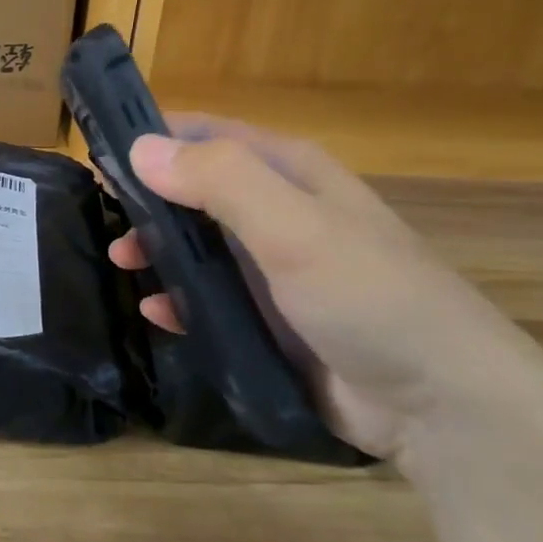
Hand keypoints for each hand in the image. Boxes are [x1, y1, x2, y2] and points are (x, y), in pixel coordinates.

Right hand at [110, 115, 542, 463]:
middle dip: (149, 198)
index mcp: (292, 175)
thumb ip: (220, 182)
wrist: (440, 406)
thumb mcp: (294, 229)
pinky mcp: (272, 319)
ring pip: (200, 245)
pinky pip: (212, 298)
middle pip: (199, 190)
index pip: (211, 135)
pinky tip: (156, 311)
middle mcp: (281, 214)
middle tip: (103, 215)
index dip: (157, 139)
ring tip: (120, 261)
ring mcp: (276, 270)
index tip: (101, 155)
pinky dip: (180, 298)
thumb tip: (140, 148)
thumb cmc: (369, 298)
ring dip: (158, 248)